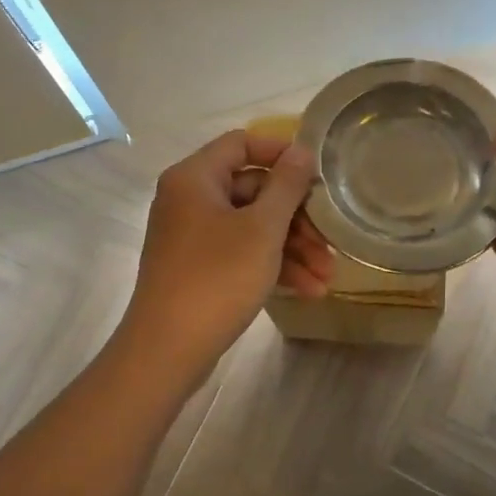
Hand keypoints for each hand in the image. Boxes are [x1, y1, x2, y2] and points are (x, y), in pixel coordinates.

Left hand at [115, 131, 333, 387]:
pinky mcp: (198, 267)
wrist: (166, 353)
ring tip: (327, 276)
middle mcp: (189, 199)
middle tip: (329, 241)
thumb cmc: (216, 278)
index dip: (282, 153)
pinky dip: (272, 265)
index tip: (317, 174)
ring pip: (252, 225)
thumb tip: (302, 150)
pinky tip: (308, 289)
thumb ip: (287, 185)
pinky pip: (241, 251)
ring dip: (292, 248)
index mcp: (195, 178)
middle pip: (253, 189)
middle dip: (298, 218)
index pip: (242, 143)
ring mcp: (192, 235)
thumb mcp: (262, 229)